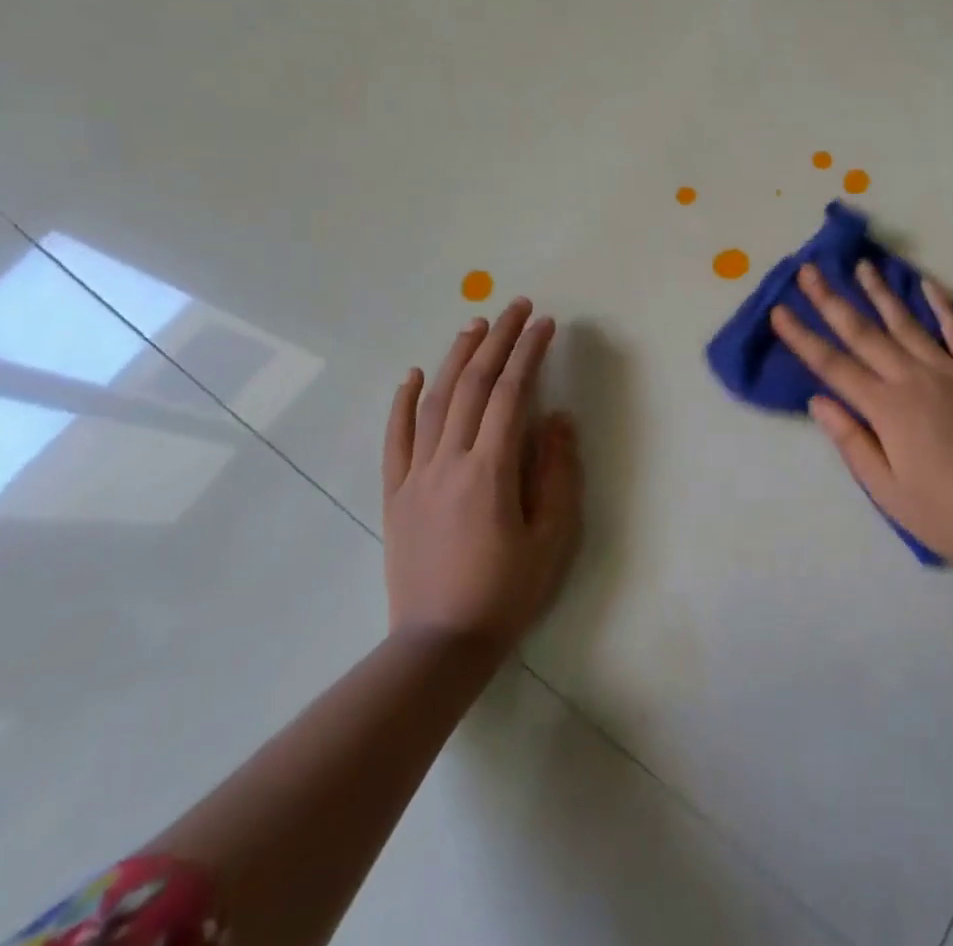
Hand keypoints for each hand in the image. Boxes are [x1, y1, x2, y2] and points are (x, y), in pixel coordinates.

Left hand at [381, 299, 582, 649]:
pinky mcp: (396, 495)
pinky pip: (395, 439)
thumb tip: (556, 418)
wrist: (439, 645)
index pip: (511, 393)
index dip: (529, 352)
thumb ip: (557, 472)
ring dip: (456, 358)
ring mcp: (416, 476)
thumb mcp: (553, 536)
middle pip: (472, 385)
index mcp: (490, 470)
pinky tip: (411, 375)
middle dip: (498, 340)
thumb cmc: (507, 591)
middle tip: (516, 306)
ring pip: (433, 402)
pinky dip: (402, 402)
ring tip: (475, 325)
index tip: (546, 323)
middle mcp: (448, 462)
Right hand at [769, 262, 952, 574]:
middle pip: (864, 333)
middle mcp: (914, 379)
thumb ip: (851, 441)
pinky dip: (943, 306)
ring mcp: (951, 372)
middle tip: (809, 271)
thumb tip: (818, 400)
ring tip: (862, 265)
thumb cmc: (945, 514)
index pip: (833, 366)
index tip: (780, 311)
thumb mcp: (887, 490)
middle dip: (832, 300)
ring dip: (881, 292)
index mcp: (887, 409)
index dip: (803, 338)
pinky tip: (928, 284)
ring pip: (908, 323)